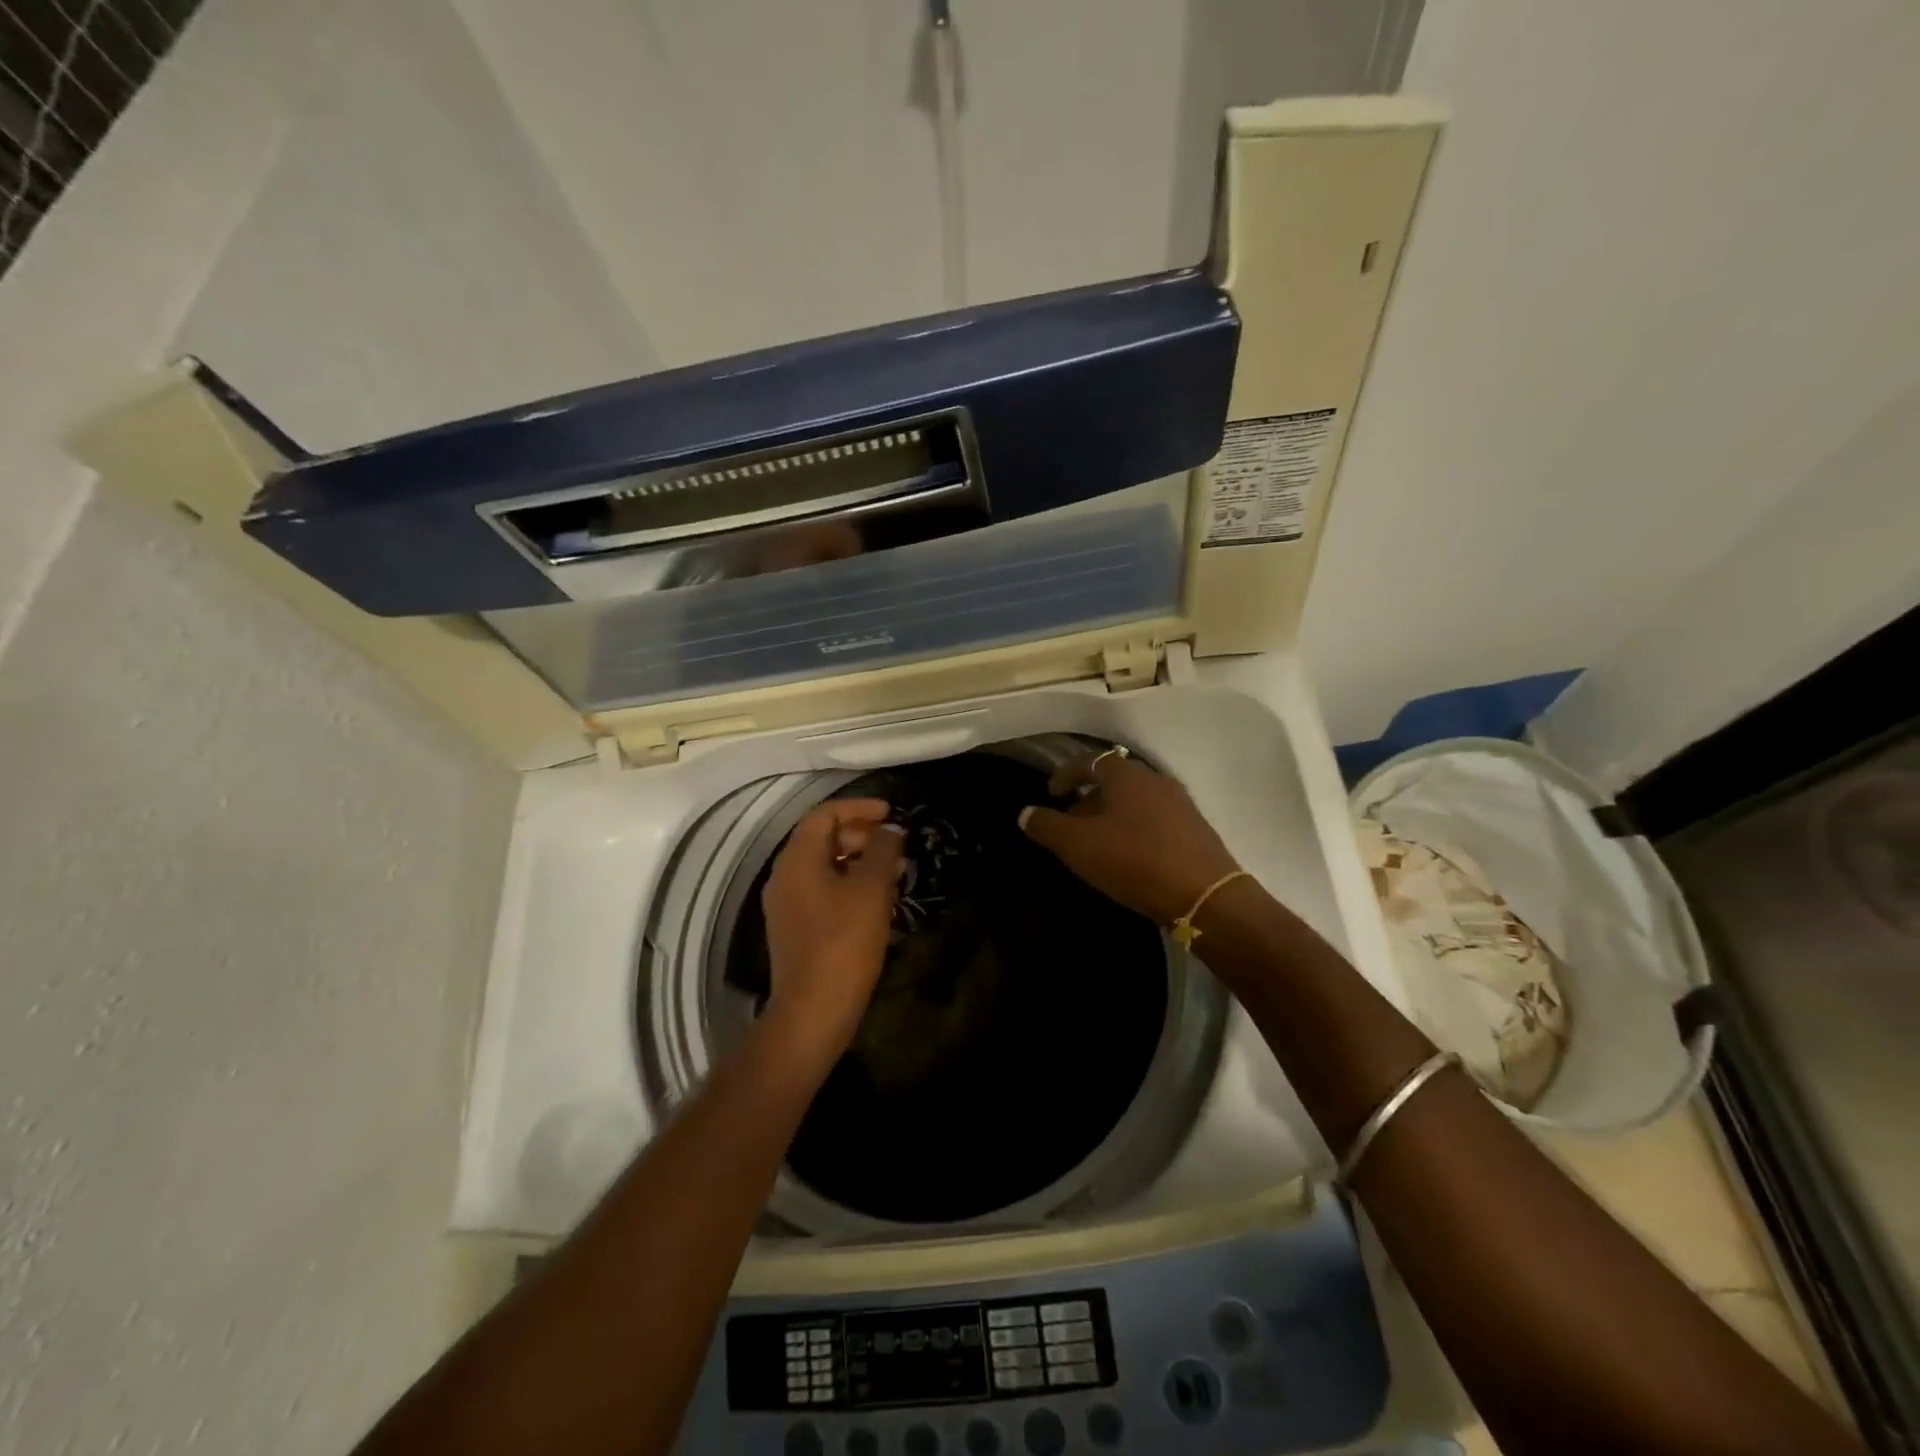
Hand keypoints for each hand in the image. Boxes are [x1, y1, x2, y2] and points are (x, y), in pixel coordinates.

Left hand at [760, 798, 905, 1064]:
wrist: (813, 1011)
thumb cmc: (843, 943)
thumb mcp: (871, 890)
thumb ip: (882, 851)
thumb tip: (890, 829)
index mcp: (797, 860)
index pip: (824, 815)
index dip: (859, 808)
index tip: (891, 813)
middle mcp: (784, 876)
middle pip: (822, 839)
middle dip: (862, 836)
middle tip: (896, 846)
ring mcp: (787, 905)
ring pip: (824, 867)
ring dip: (859, 862)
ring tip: (895, 872)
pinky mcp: (795, 929)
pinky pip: (822, 891)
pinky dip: (849, 885)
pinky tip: (877, 901)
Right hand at [1019, 751, 1238, 924]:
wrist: (1205, 895)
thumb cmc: (1134, 861)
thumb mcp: (1078, 846)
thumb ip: (1047, 826)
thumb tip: (1025, 813)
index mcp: (1127, 775)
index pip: (1090, 761)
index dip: (1066, 774)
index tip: (1051, 793)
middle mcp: (1156, 781)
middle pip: (1115, 780)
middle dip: (1089, 797)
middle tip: (1071, 820)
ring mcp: (1180, 804)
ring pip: (1136, 801)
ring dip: (1112, 814)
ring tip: (1097, 841)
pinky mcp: (1195, 830)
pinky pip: (1154, 819)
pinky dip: (1134, 828)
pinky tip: (1128, 855)